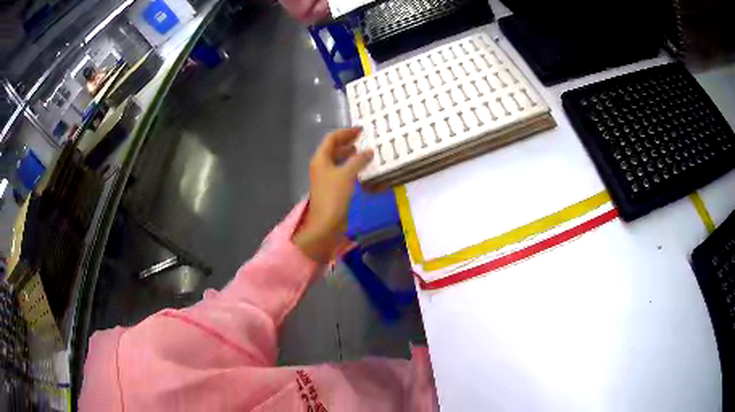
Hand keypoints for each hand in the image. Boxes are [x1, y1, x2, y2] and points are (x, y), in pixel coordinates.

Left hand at [293, 128, 372, 262]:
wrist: (326, 223)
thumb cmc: (334, 195)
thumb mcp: (347, 174)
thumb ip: (358, 160)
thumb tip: (369, 151)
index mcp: (320, 159)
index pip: (332, 139)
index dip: (346, 132)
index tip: (361, 130)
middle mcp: (321, 166)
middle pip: (333, 149)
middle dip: (348, 143)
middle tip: (363, 140)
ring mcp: (326, 178)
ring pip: (338, 161)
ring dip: (350, 156)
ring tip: (364, 153)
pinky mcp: (332, 189)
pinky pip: (342, 172)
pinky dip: (351, 168)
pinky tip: (362, 170)